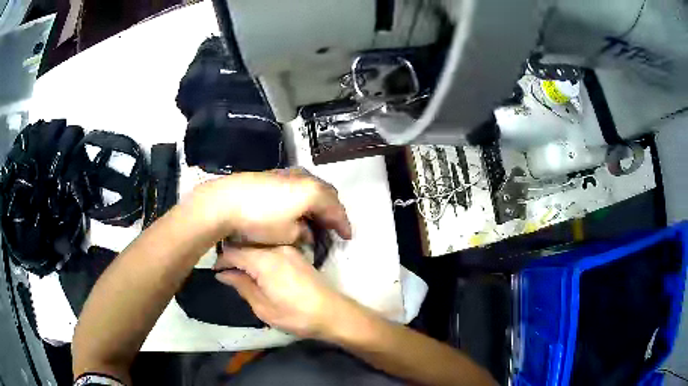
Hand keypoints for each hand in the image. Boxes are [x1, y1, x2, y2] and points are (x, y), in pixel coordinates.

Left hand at [191, 169, 351, 244]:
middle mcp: (304, 178)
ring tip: (317, 215)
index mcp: (313, 192)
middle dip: (332, 210)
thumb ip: (303, 233)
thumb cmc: (259, 220)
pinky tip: (297, 206)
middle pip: (327, 193)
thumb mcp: (286, 234)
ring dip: (318, 201)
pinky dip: (303, 196)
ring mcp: (288, 173)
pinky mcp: (273, 174)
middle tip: (334, 225)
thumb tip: (306, 232)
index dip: (343, 224)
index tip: (347, 237)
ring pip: (312, 186)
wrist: (224, 202)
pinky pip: (298, 185)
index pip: (336, 209)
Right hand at [214, 245, 352, 337]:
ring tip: (241, 273)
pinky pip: (271, 249)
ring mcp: (289, 248)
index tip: (216, 272)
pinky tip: (259, 271)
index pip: (233, 251)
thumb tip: (223, 274)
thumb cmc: (295, 315)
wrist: (332, 313)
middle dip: (233, 257)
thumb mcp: (263, 307)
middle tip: (226, 273)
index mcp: (264, 260)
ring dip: (247, 256)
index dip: (221, 261)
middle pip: (246, 245)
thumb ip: (241, 286)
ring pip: (258, 246)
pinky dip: (260, 257)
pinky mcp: (297, 254)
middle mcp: (276, 247)